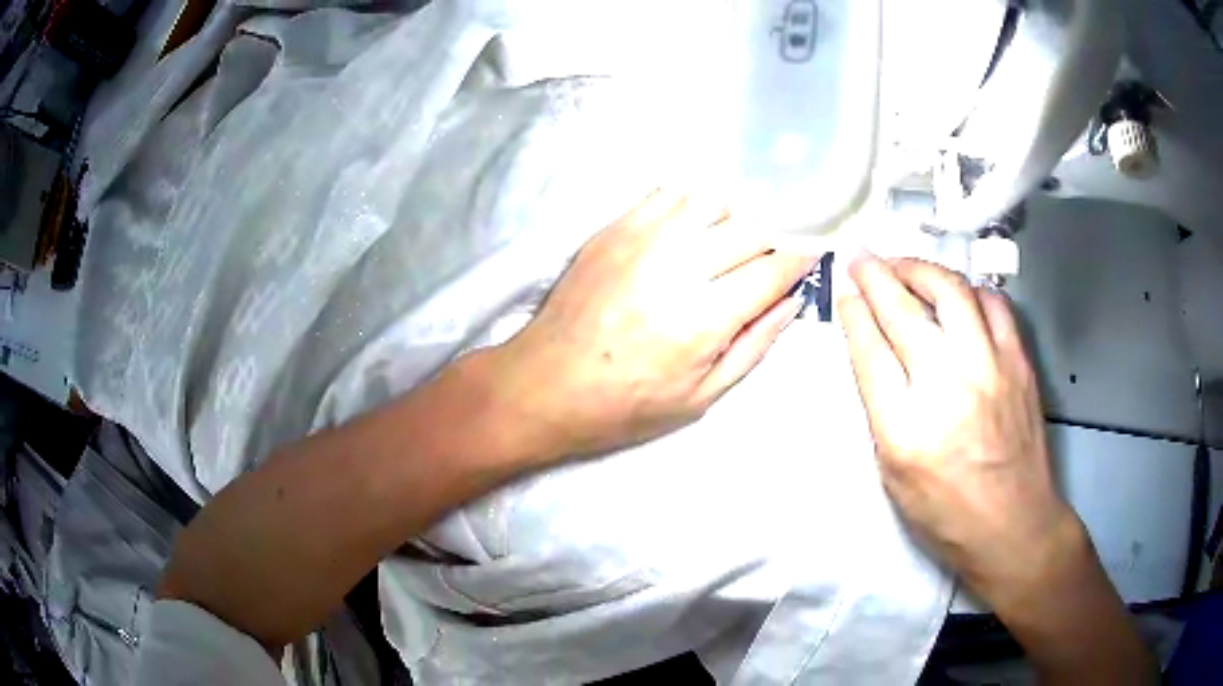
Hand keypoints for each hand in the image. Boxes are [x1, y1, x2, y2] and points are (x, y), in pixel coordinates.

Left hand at [494, 190, 815, 457]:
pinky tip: (685, 234)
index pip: (773, 271)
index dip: (801, 263)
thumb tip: (793, 301)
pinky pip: (668, 193)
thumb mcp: (701, 398)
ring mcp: (639, 241)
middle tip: (758, 272)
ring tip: (719, 252)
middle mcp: (676, 268)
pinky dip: (690, 207)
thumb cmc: (624, 406)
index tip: (810, 260)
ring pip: (712, 202)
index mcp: (702, 320)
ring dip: (730, 223)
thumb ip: (755, 345)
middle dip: (767, 250)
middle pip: (749, 231)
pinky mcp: (612, 229)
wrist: (543, 386)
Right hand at [837, 254, 1074, 600]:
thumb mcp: (893, 477)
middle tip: (862, 259)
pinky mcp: (1019, 363)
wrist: (1014, 526)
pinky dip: (969, 290)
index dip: (853, 311)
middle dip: (876, 276)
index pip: (870, 351)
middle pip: (904, 311)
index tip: (844, 287)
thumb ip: (882, 411)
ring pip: (951, 292)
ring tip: (905, 268)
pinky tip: (958, 296)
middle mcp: (948, 389)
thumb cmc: (946, 514)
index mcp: (906, 431)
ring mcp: (990, 369)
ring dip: (921, 269)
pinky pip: (993, 304)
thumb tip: (874, 351)